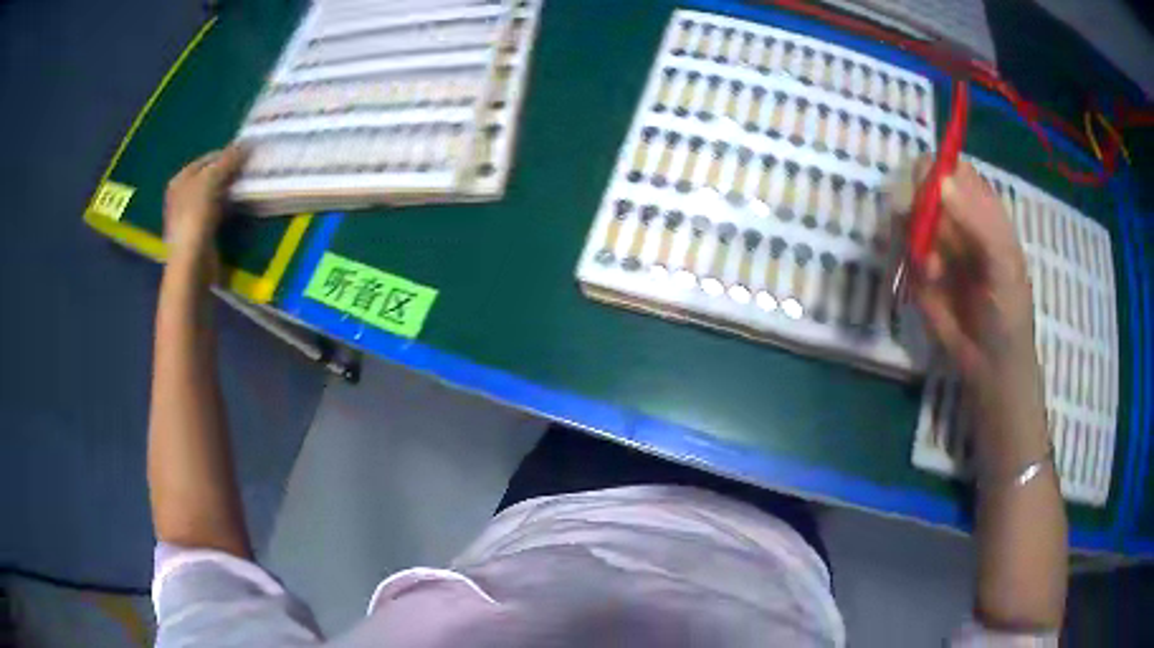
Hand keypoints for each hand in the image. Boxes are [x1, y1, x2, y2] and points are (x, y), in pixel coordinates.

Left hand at [163, 145, 247, 265]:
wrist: (192, 262)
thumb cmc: (195, 216)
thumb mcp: (211, 180)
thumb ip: (228, 160)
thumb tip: (247, 143)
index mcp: (180, 180)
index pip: (208, 158)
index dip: (227, 154)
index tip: (247, 155)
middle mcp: (181, 196)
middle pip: (210, 177)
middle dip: (228, 173)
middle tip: (249, 171)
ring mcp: (189, 216)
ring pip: (214, 195)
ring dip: (229, 190)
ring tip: (247, 187)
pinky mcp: (199, 233)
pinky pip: (216, 213)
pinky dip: (227, 208)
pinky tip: (238, 208)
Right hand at [911, 161, 1036, 381]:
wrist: (990, 366)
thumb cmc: (1009, 312)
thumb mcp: (1003, 265)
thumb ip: (977, 222)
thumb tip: (939, 180)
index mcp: (982, 209)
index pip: (953, 169)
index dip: (938, 169)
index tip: (929, 187)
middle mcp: (956, 218)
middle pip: (924, 186)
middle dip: (917, 200)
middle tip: (917, 222)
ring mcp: (935, 242)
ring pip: (908, 214)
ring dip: (914, 235)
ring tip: (933, 268)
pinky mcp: (919, 269)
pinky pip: (903, 247)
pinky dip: (911, 260)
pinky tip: (929, 280)